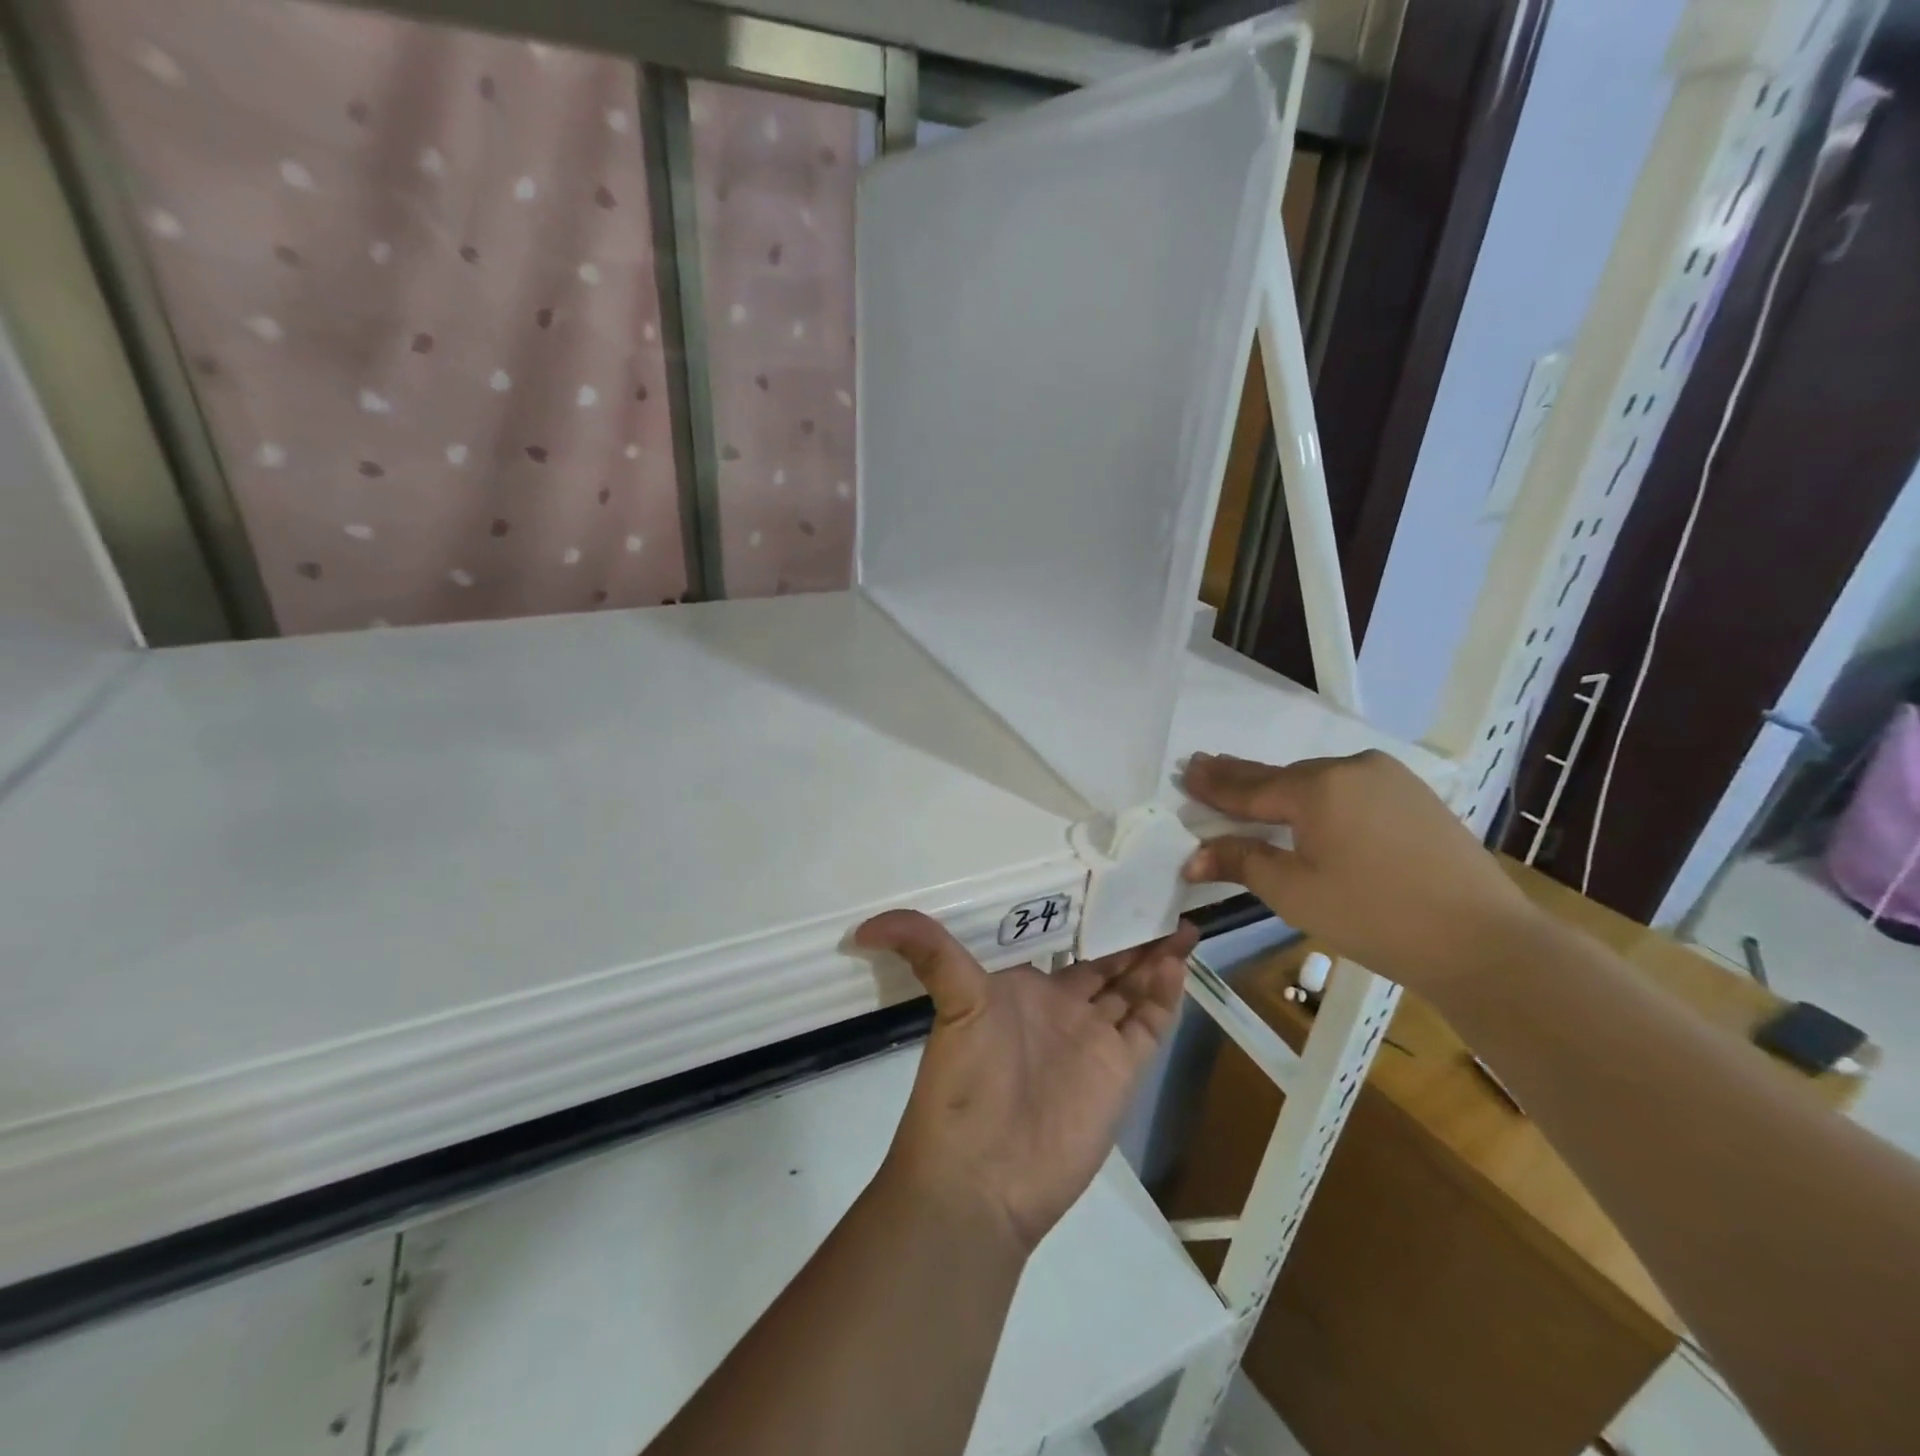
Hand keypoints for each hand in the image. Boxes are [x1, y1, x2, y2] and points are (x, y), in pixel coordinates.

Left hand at [853, 911, 1196, 1253]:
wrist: (982, 1177)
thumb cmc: (966, 1082)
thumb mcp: (952, 1002)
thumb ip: (925, 951)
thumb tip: (865, 923)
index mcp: (1026, 989)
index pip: (1067, 944)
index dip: (1091, 918)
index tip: (1116, 883)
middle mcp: (1063, 1010)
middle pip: (1107, 963)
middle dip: (1132, 935)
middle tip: (1161, 895)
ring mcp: (1093, 1041)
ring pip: (1134, 988)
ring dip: (1156, 957)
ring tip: (1180, 920)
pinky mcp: (1119, 1072)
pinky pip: (1149, 1024)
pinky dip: (1167, 995)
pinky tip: (1179, 961)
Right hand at [1180, 750, 1539, 993]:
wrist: (1483, 941)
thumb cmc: (1374, 917)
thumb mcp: (1294, 892)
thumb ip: (1241, 862)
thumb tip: (1192, 857)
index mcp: (1317, 788)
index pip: (1249, 787)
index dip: (1213, 785)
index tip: (1185, 770)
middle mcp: (1350, 768)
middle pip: (1282, 776)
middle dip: (1241, 777)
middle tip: (1204, 766)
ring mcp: (1388, 778)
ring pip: (1318, 780)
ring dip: (1282, 787)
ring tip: (1249, 787)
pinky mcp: (1414, 795)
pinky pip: (1349, 788)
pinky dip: (1320, 796)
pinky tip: (1308, 803)